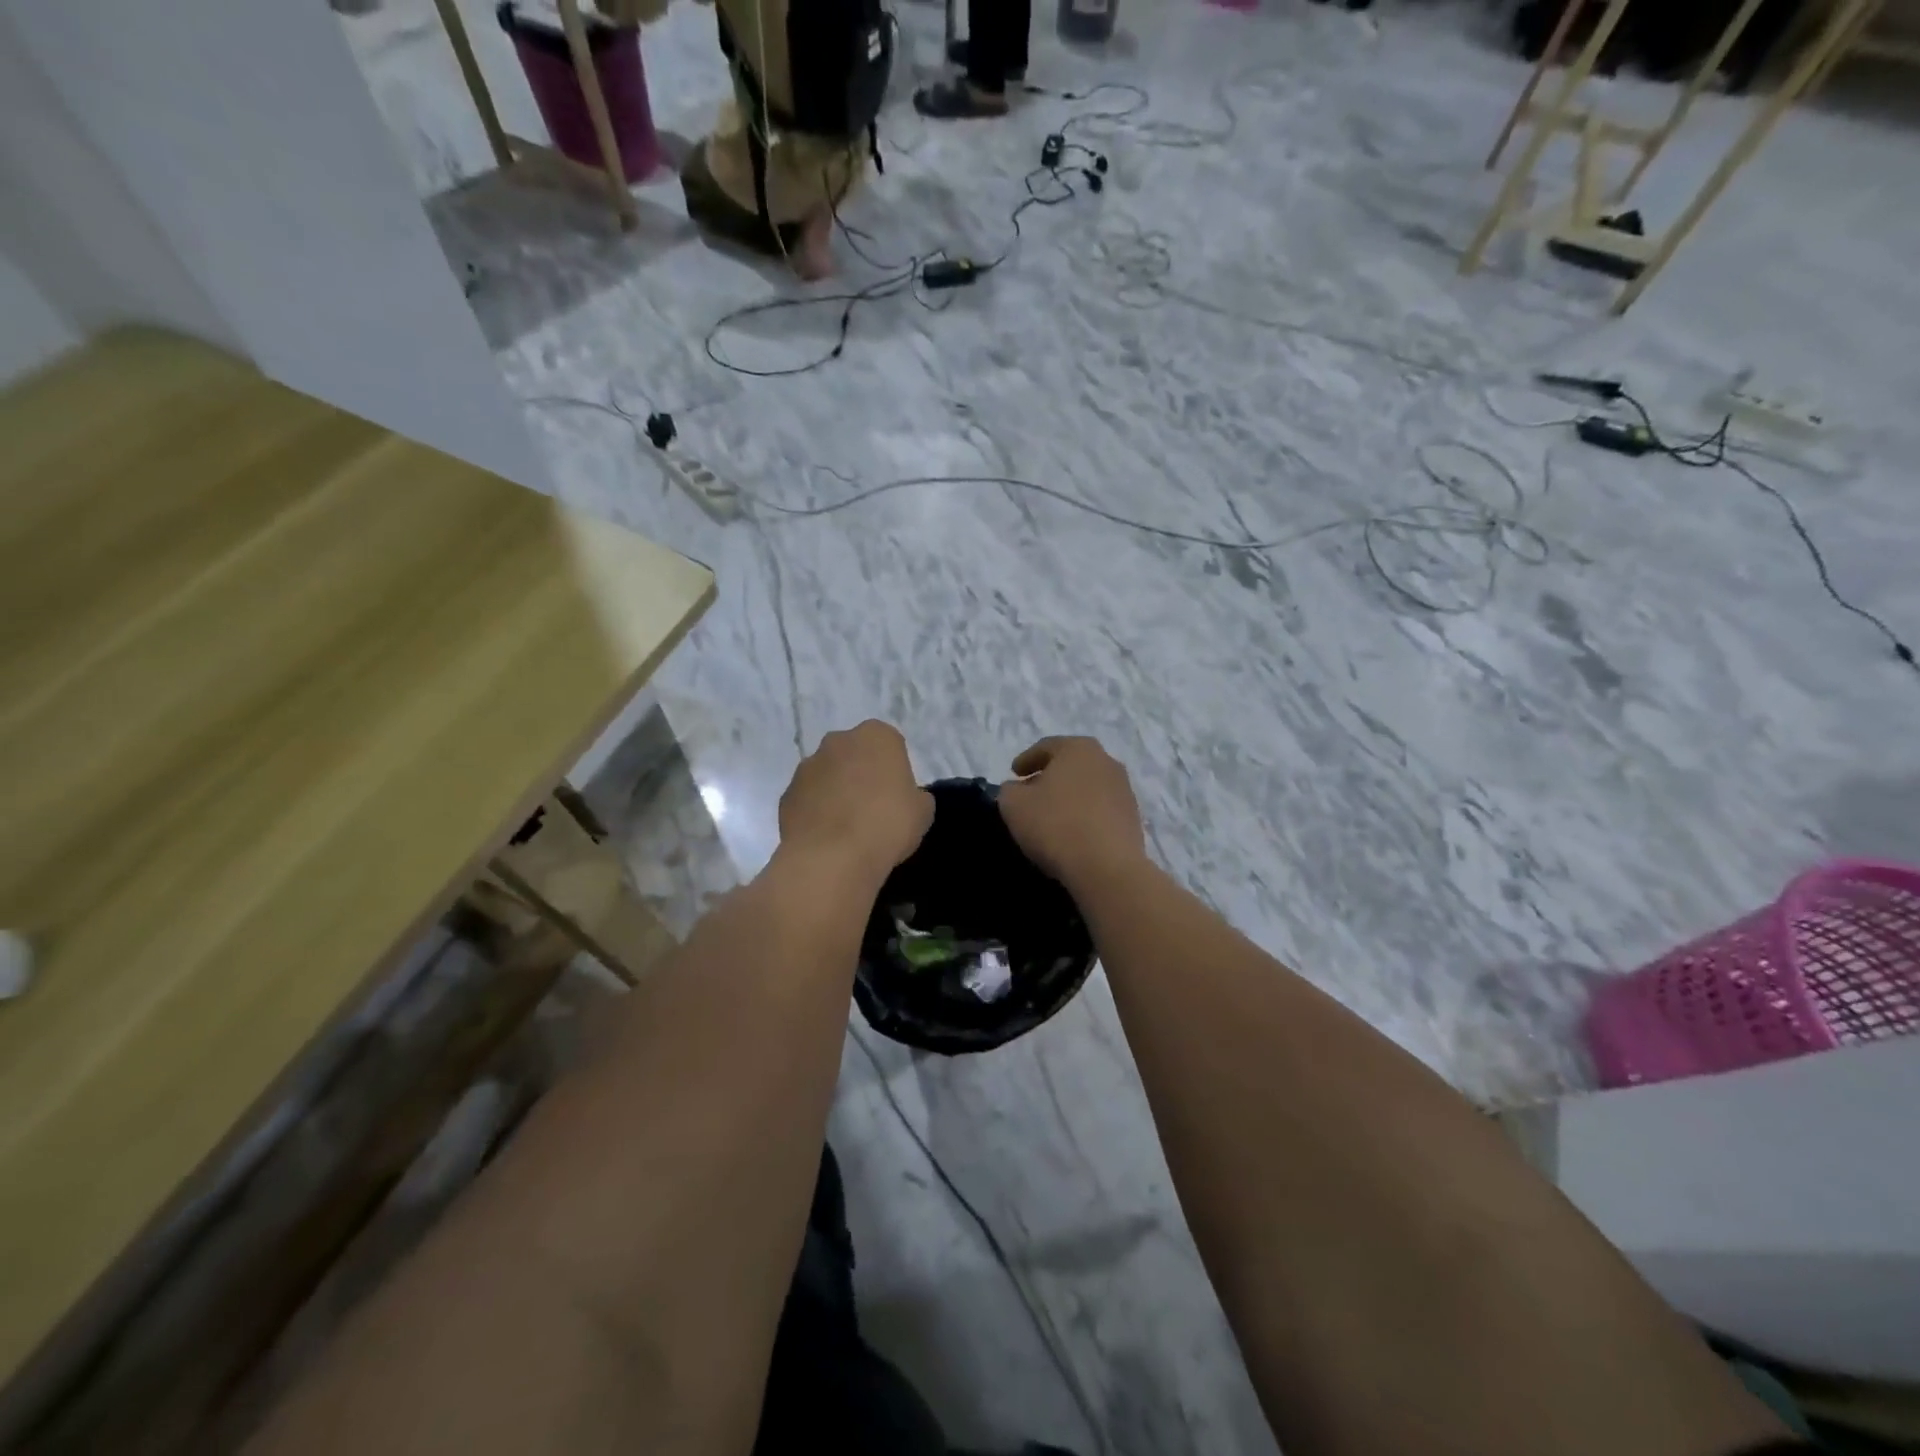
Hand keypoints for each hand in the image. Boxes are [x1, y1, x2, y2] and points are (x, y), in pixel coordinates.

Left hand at [777, 721, 932, 885]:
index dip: (894, 770)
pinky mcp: (786, 794)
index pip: (889, 744)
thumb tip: (904, 799)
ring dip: (836, 791)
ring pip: (827, 775)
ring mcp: (807, 766)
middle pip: (854, 754)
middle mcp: (838, 741)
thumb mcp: (923, 811)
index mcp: (876, 736)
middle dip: (861, 773)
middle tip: (873, 808)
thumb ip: (914, 796)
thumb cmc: (887, 825)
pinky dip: (816, 812)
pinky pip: (808, 799)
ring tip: (847, 827)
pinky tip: (826, 838)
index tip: (897, 795)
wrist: (833, 857)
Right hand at [997, 736, 1147, 891]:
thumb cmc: (1055, 825)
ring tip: (1052, 815)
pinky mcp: (1133, 818)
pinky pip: (1101, 809)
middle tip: (1031, 792)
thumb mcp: (1014, 804)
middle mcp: (1106, 761)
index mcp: (1078, 749)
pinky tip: (1073, 832)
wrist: (1107, 867)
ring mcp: (1124, 790)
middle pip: (1071, 765)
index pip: (1046, 747)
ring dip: (1070, 796)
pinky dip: (1085, 815)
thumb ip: (1009, 790)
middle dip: (1050, 776)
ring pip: (1088, 787)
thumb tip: (1018, 789)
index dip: (1026, 759)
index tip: (1014, 773)